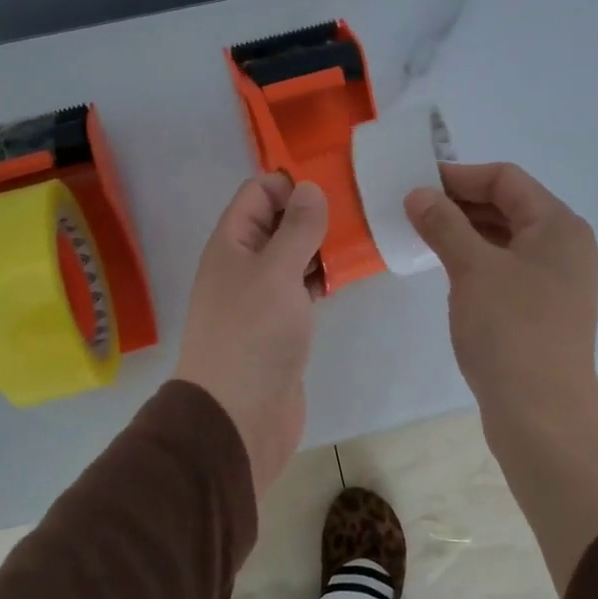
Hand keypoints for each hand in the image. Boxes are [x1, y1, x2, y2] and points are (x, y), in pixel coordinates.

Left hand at [174, 174, 328, 495]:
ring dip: (323, 246)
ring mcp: (262, 296)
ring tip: (365, 235)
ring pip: (294, 256)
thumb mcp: (276, 272)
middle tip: (360, 206)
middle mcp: (243, 264)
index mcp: (232, 243)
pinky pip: (302, 288)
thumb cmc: (253, 335)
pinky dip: (323, 278)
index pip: (258, 192)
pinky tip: (351, 274)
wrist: (238, 417)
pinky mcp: (281, 325)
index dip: (291, 181)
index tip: (335, 181)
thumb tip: (310, 188)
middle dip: (314, 212)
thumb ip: (296, 229)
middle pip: (278, 222)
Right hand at [405, 162, 597, 418]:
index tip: (416, 183)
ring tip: (421, 234)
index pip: (506, 179)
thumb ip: (444, 224)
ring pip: (505, 239)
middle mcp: (563, 245)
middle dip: (459, 203)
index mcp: (558, 225)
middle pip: (508, 206)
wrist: (542, 415)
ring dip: (465, 232)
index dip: (459, 175)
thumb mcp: (473, 269)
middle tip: (412, 208)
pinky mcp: (542, 309)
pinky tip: (445, 268)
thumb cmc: (511, 331)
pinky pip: (506, 268)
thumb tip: (419, 194)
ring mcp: (555, 279)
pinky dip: (476, 260)